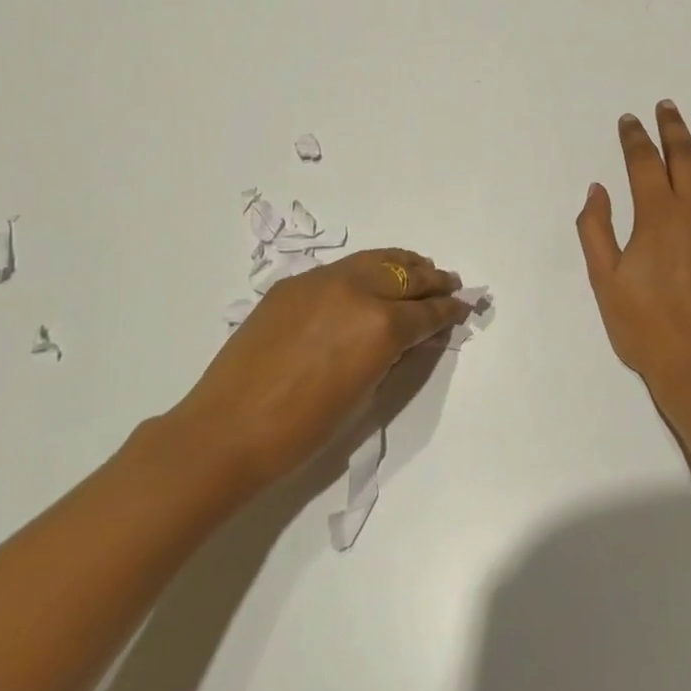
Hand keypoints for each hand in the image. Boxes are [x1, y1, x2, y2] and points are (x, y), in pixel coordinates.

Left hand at [167, 249, 465, 489]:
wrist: (227, 429)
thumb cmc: (301, 431)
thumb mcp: (363, 395)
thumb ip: (392, 356)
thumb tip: (408, 337)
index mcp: (381, 326)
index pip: (427, 312)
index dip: (449, 310)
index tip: (463, 306)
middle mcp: (358, 291)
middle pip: (407, 277)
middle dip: (433, 281)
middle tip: (449, 283)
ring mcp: (324, 280)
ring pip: (377, 260)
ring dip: (403, 265)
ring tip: (419, 267)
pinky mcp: (296, 282)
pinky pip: (344, 267)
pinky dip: (368, 268)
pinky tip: (372, 276)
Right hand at [576, 103, 690, 422]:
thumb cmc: (647, 330)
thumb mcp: (605, 282)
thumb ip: (596, 230)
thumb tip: (598, 189)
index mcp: (657, 216)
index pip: (643, 162)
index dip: (634, 137)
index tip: (629, 120)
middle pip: (684, 157)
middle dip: (673, 128)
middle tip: (667, 107)